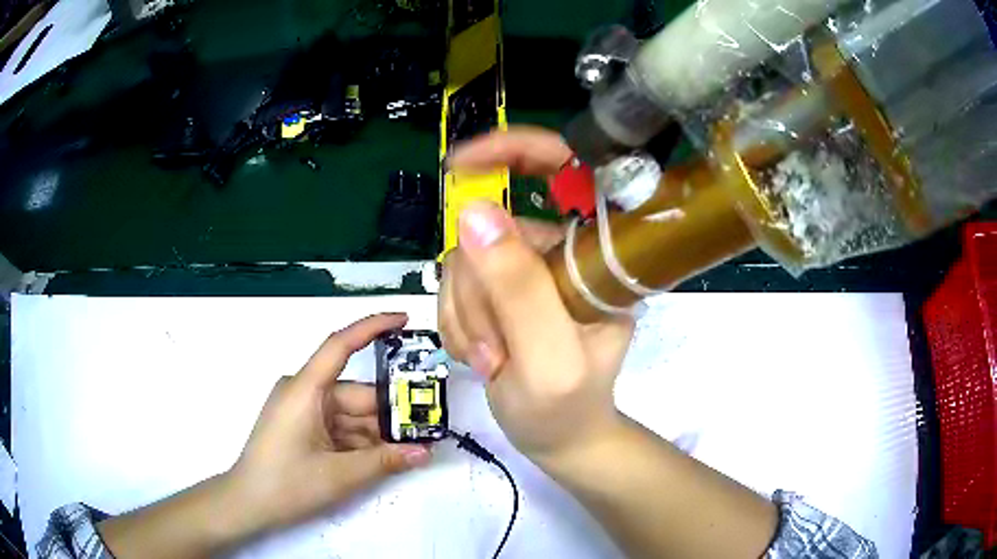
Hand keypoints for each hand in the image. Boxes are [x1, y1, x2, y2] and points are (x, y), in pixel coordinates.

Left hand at [230, 313, 430, 532]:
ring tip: (410, 450)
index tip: (404, 320)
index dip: (373, 327)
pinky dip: (360, 441)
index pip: (340, 345)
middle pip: (355, 394)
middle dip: (389, 412)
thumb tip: (425, 452)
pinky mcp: (302, 427)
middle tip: (426, 427)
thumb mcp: (340, 475)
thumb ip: (384, 461)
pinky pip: (339, 427)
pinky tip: (383, 458)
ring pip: (350, 414)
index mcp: (305, 390)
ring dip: (377, 432)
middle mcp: (304, 392)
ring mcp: (302, 410)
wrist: (249, 504)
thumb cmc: (287, 484)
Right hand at [440, 126, 634, 460]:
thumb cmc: (567, 407)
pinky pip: (456, 284)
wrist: (556, 437)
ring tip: (491, 360)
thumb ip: (517, 288)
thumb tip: (473, 212)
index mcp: (597, 255)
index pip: (568, 169)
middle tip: (494, 351)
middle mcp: (563, 250)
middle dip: (477, 293)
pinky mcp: (501, 287)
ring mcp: (528, 267)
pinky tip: (481, 355)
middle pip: (493, 228)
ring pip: (467, 260)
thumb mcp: (549, 358)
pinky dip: (457, 322)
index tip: (460, 165)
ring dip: (466, 315)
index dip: (515, 150)